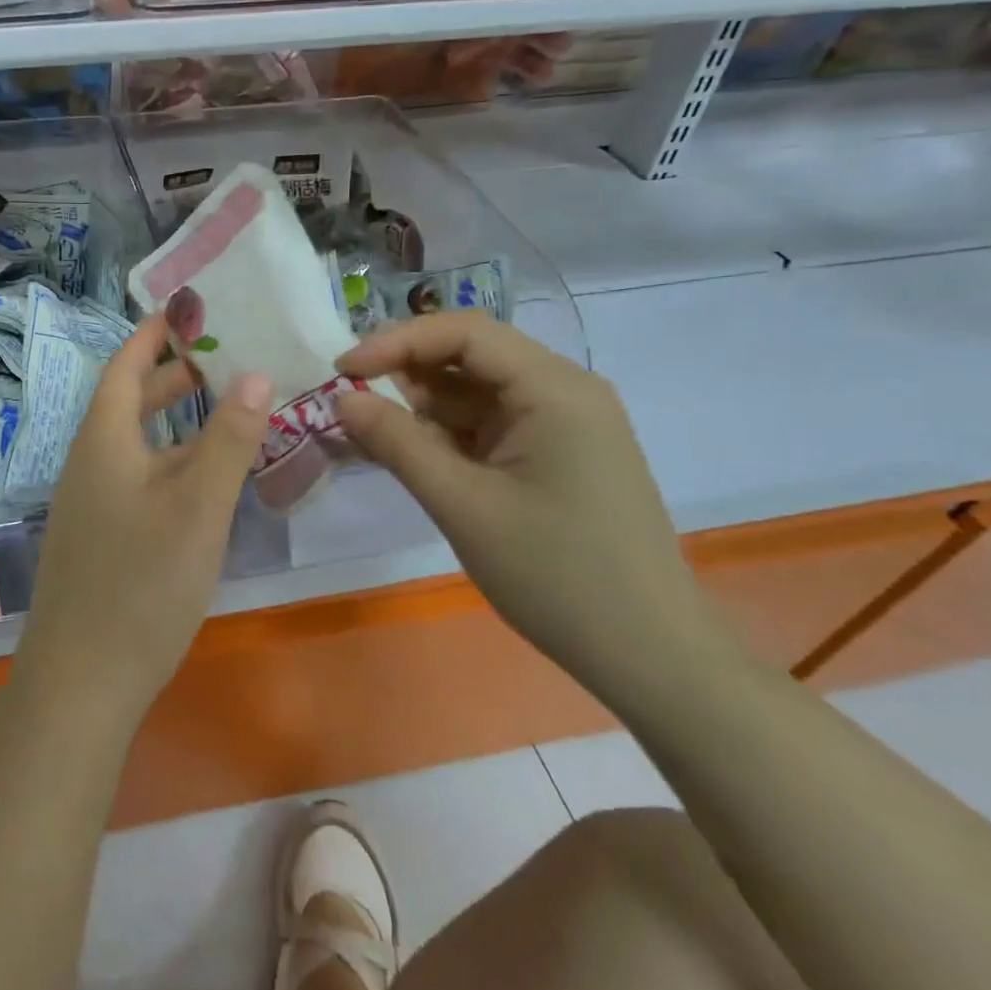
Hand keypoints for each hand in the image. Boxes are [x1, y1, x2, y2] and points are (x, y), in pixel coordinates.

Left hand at [15, 315, 271, 723]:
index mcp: (103, 440)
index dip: (154, 335)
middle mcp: (91, 462)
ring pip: (140, 445)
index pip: (125, 366)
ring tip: (231, 414)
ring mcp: (93, 503)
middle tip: (225, 359)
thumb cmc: (140, 584)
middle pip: (130, 402)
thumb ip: (228, 440)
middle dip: (174, 377)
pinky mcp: (102, 538)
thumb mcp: (197, 506)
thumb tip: (255, 373)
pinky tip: (208, 482)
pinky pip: (141, 479)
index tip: (189, 312)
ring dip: (179, 424)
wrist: (81, 682)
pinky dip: (175, 464)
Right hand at [334, 313, 735, 703]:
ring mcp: (562, 424)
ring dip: (420, 407)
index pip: (464, 333)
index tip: (341, 369)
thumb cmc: (557, 575)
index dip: (396, 341)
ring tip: (366, 433)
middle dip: (405, 373)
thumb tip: (340, 397)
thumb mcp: (462, 505)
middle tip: (346, 401)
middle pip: (469, 356)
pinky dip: (444, 435)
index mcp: (554, 389)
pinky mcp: (555, 455)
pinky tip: (407, 453)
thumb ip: (396, 442)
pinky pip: (488, 426)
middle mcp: (563, 392)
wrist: (650, 656)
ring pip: (474, 393)